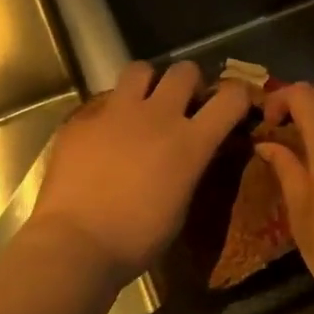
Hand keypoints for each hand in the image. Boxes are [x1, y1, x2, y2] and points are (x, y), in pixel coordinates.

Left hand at [29, 60, 249, 283]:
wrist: (77, 243)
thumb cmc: (137, 239)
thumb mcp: (180, 206)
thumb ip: (189, 168)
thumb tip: (188, 155)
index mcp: (190, 142)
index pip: (230, 97)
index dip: (236, 96)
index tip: (231, 106)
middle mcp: (158, 116)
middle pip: (184, 70)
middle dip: (188, 82)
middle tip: (181, 104)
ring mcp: (117, 112)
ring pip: (140, 69)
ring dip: (147, 83)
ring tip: (140, 105)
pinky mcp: (83, 118)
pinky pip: (102, 101)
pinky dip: (108, 113)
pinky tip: (101, 136)